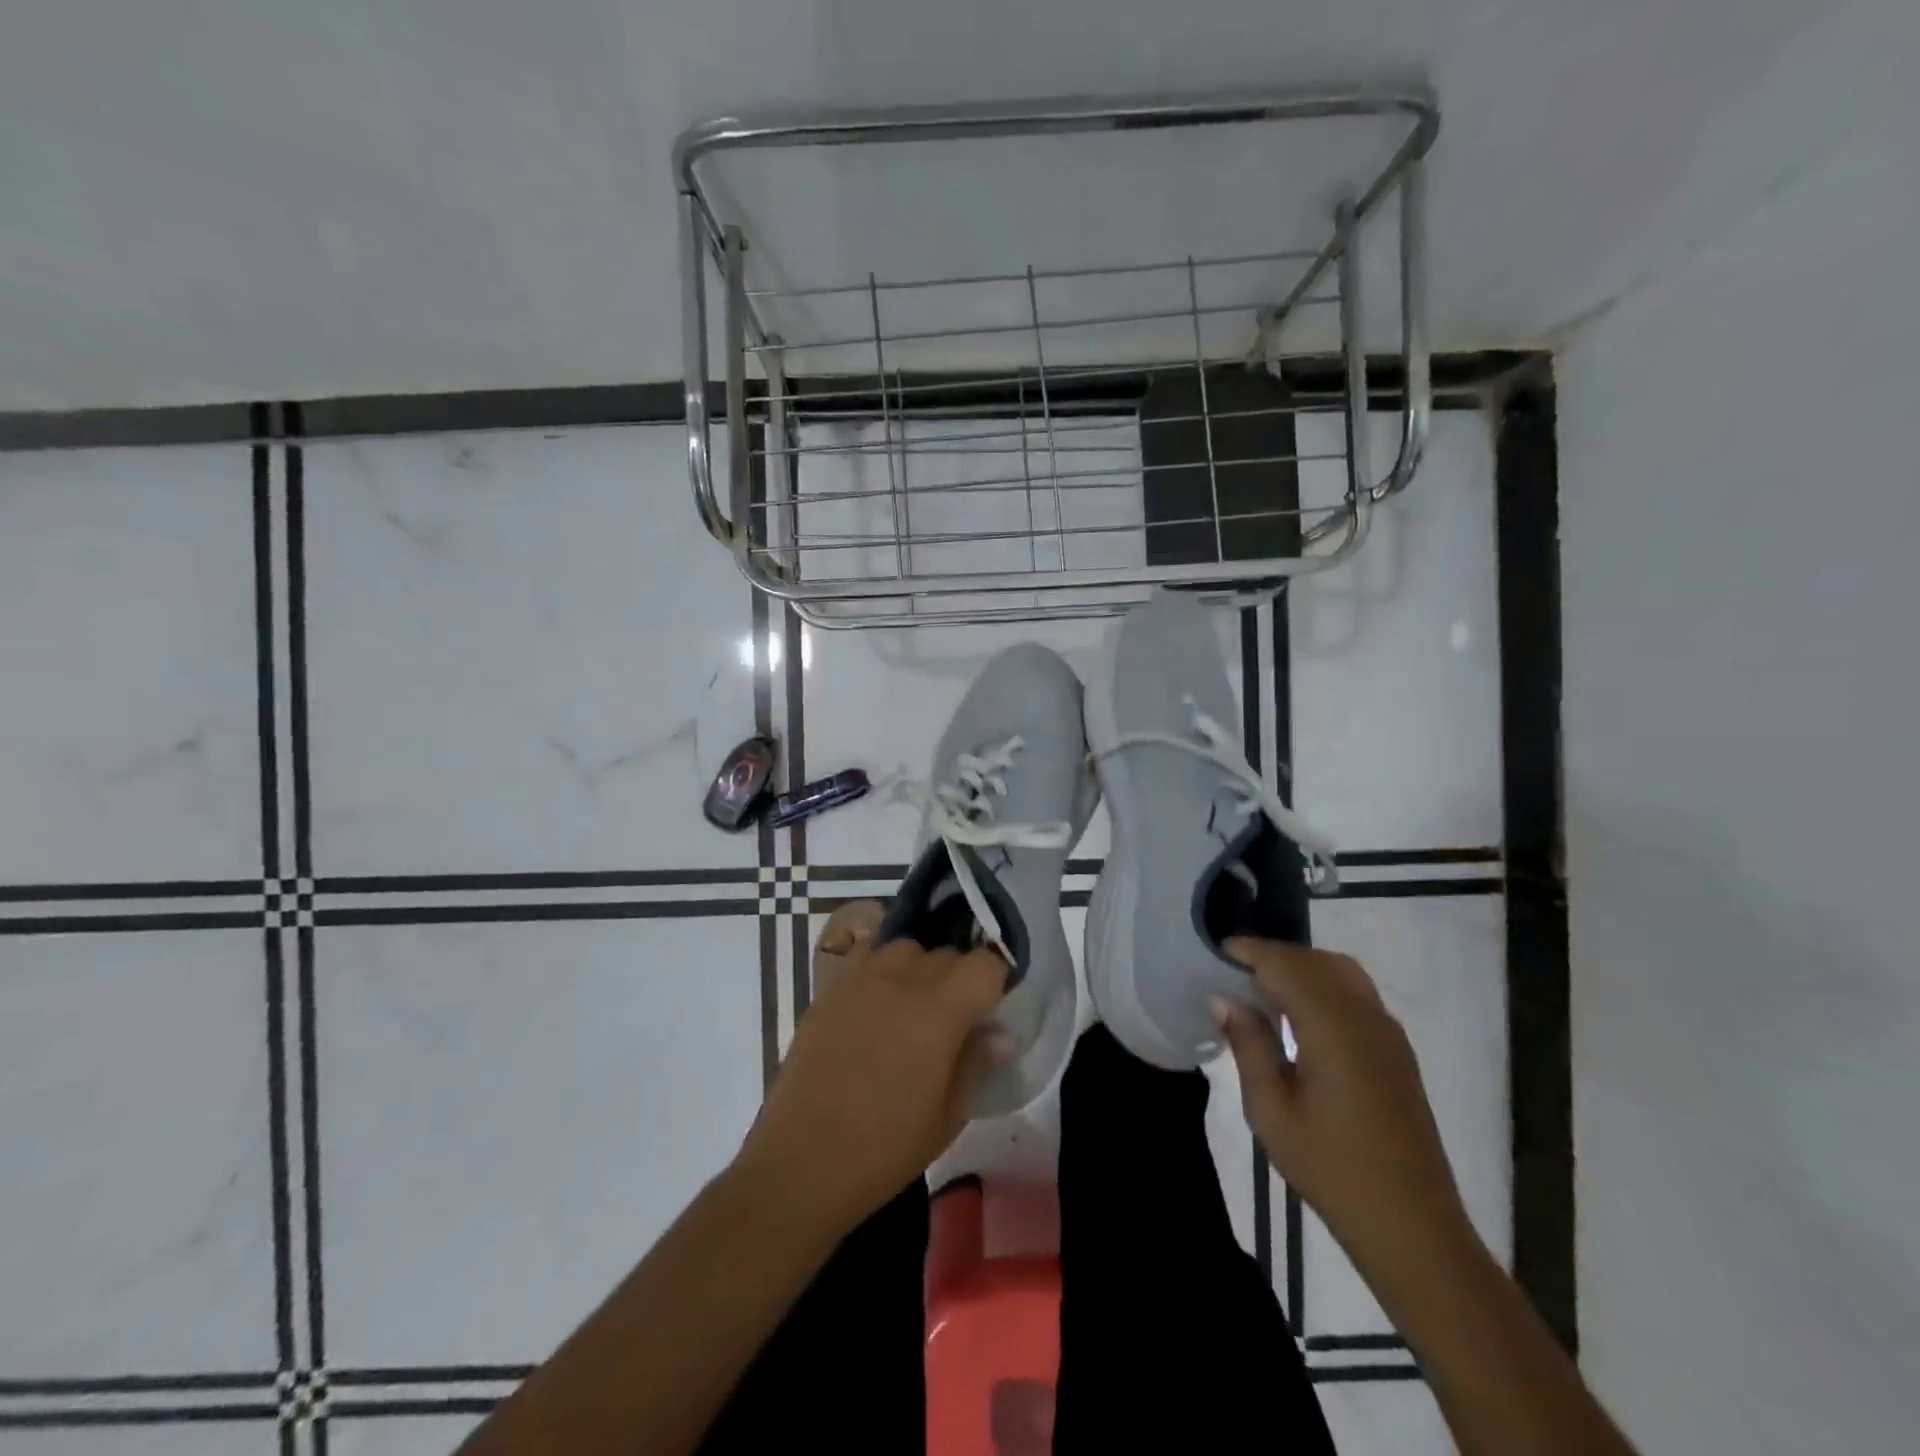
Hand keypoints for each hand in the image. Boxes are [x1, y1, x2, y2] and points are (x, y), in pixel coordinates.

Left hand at [735, 936, 1009, 1238]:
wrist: (801, 1161)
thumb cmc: (885, 1148)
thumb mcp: (947, 1117)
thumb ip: (976, 1064)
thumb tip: (1001, 1034)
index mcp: (940, 1010)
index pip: (985, 964)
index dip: (995, 981)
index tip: (990, 1009)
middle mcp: (902, 980)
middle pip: (946, 954)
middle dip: (959, 977)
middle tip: (953, 1019)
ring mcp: (860, 978)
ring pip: (905, 948)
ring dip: (918, 968)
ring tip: (911, 1006)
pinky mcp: (829, 988)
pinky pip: (865, 956)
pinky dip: (879, 968)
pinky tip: (875, 1003)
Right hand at [1213, 937, 1476, 1292]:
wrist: (1413, 1227)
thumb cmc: (1332, 1170)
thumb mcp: (1271, 1111)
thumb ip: (1249, 1045)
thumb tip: (1224, 998)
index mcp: (1333, 1027)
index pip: (1285, 964)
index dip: (1248, 952)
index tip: (1214, 955)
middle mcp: (1365, 1016)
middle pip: (1313, 961)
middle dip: (1272, 958)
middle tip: (1232, 976)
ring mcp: (1387, 1032)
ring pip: (1339, 972)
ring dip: (1299, 970)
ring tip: (1262, 994)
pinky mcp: (1397, 1051)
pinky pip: (1356, 995)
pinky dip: (1322, 988)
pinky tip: (1298, 1020)